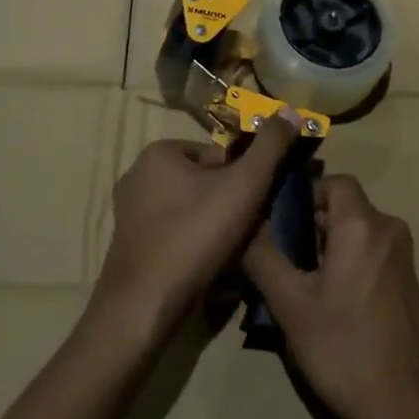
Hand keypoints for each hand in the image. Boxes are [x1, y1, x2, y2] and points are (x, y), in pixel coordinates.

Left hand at [95, 112, 300, 344]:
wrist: (144, 307)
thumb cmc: (195, 236)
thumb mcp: (244, 185)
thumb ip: (270, 146)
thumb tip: (289, 110)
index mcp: (159, 152)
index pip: (219, 155)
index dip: (244, 180)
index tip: (256, 207)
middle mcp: (137, 174)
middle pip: (204, 182)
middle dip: (228, 203)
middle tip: (247, 231)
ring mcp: (129, 212)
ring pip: (190, 209)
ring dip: (213, 226)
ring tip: (230, 253)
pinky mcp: (129, 245)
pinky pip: (173, 233)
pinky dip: (192, 244)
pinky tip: (206, 267)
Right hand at [243, 175, 418, 418]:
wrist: (405, 407)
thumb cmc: (344, 349)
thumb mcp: (291, 304)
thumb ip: (263, 256)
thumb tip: (244, 223)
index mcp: (363, 224)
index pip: (332, 182)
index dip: (302, 195)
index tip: (275, 222)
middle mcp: (387, 229)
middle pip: (340, 207)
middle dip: (306, 226)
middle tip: (276, 257)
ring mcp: (400, 256)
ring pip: (352, 232)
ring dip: (322, 248)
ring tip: (292, 283)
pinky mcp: (404, 281)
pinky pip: (366, 252)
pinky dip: (342, 263)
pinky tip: (321, 301)